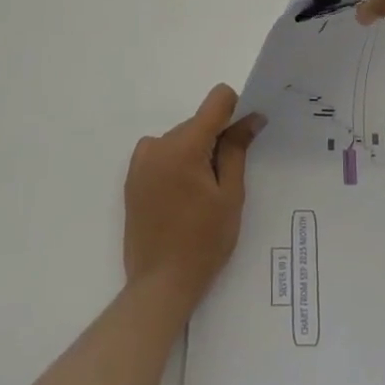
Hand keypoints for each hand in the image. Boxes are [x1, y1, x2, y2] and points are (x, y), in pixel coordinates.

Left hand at [124, 85, 264, 307]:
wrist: (160, 283)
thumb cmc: (204, 241)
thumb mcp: (230, 195)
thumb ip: (237, 149)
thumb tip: (252, 117)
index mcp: (184, 145)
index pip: (217, 100)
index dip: (236, 111)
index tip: (243, 138)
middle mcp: (157, 144)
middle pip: (198, 123)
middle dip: (216, 140)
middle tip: (224, 182)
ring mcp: (141, 161)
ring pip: (181, 138)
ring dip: (196, 153)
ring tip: (201, 196)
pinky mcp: (132, 177)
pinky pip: (163, 154)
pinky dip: (178, 164)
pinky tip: (182, 198)